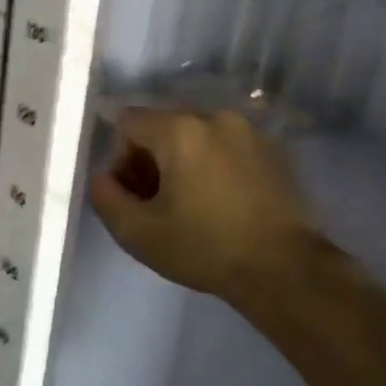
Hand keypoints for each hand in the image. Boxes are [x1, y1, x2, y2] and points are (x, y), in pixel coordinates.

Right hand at [88, 110, 313, 300]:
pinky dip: (212, 165)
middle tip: (155, 203)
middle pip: (163, 125)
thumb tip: (102, 178)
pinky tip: (220, 203)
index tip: (132, 195)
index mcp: (180, 129)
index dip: (119, 158)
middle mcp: (215, 117)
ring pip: (196, 136)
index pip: (128, 122)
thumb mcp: (138, 233)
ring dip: (181, 162)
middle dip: (150, 159)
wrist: (283, 268)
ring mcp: (249, 131)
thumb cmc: (204, 248)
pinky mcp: (273, 150)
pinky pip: (226, 147)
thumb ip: (106, 198)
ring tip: (189, 205)